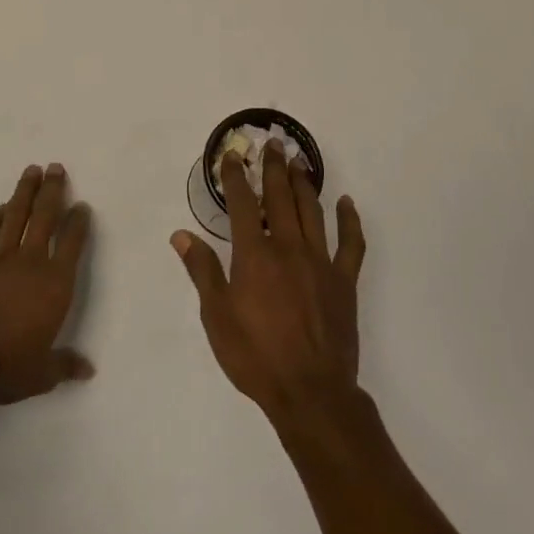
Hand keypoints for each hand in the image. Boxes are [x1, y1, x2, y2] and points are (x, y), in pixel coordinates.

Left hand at [0, 163, 93, 404]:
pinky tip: (0, 207)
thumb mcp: (41, 374)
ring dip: (24, 192)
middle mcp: (29, 263)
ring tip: (32, 170)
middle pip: (44, 217)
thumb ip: (64, 366)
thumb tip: (87, 370)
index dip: (79, 222)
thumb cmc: (5, 366)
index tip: (82, 205)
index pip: (72, 244)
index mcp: (54, 285)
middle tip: (56, 167)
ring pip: (15, 216)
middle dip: (53, 191)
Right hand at [171, 141, 366, 424]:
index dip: (236, 177)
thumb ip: (202, 271)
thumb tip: (181, 234)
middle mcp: (288, 248)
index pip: (241, 205)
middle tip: (273, 143)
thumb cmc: (255, 356)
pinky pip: (351, 243)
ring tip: (298, 162)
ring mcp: (321, 262)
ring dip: (304, 184)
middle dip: (273, 168)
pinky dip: (350, 220)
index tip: (233, 155)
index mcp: (254, 256)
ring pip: (313, 211)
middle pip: (280, 198)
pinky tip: (346, 203)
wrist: (309, 391)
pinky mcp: (344, 281)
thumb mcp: (216, 316)